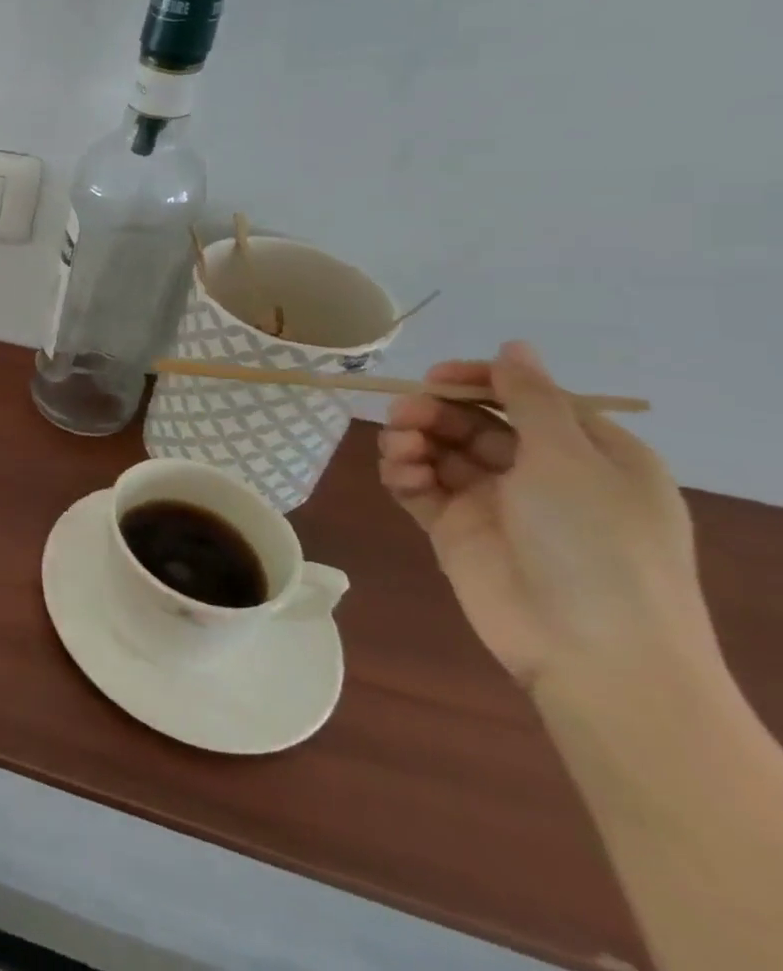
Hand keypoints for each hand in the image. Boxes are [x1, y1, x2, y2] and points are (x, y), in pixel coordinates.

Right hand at [379, 341, 710, 690]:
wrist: (590, 649)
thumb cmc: (597, 543)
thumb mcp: (570, 459)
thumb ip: (531, 398)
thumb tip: (513, 346)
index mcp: (588, 454)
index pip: (525, 399)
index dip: (479, 381)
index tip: (435, 376)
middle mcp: (541, 474)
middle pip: (473, 423)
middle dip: (435, 412)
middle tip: (404, 414)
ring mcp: (495, 504)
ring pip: (440, 451)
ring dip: (413, 439)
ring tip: (400, 448)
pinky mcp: (455, 529)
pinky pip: (420, 486)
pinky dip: (404, 472)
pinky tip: (400, 472)